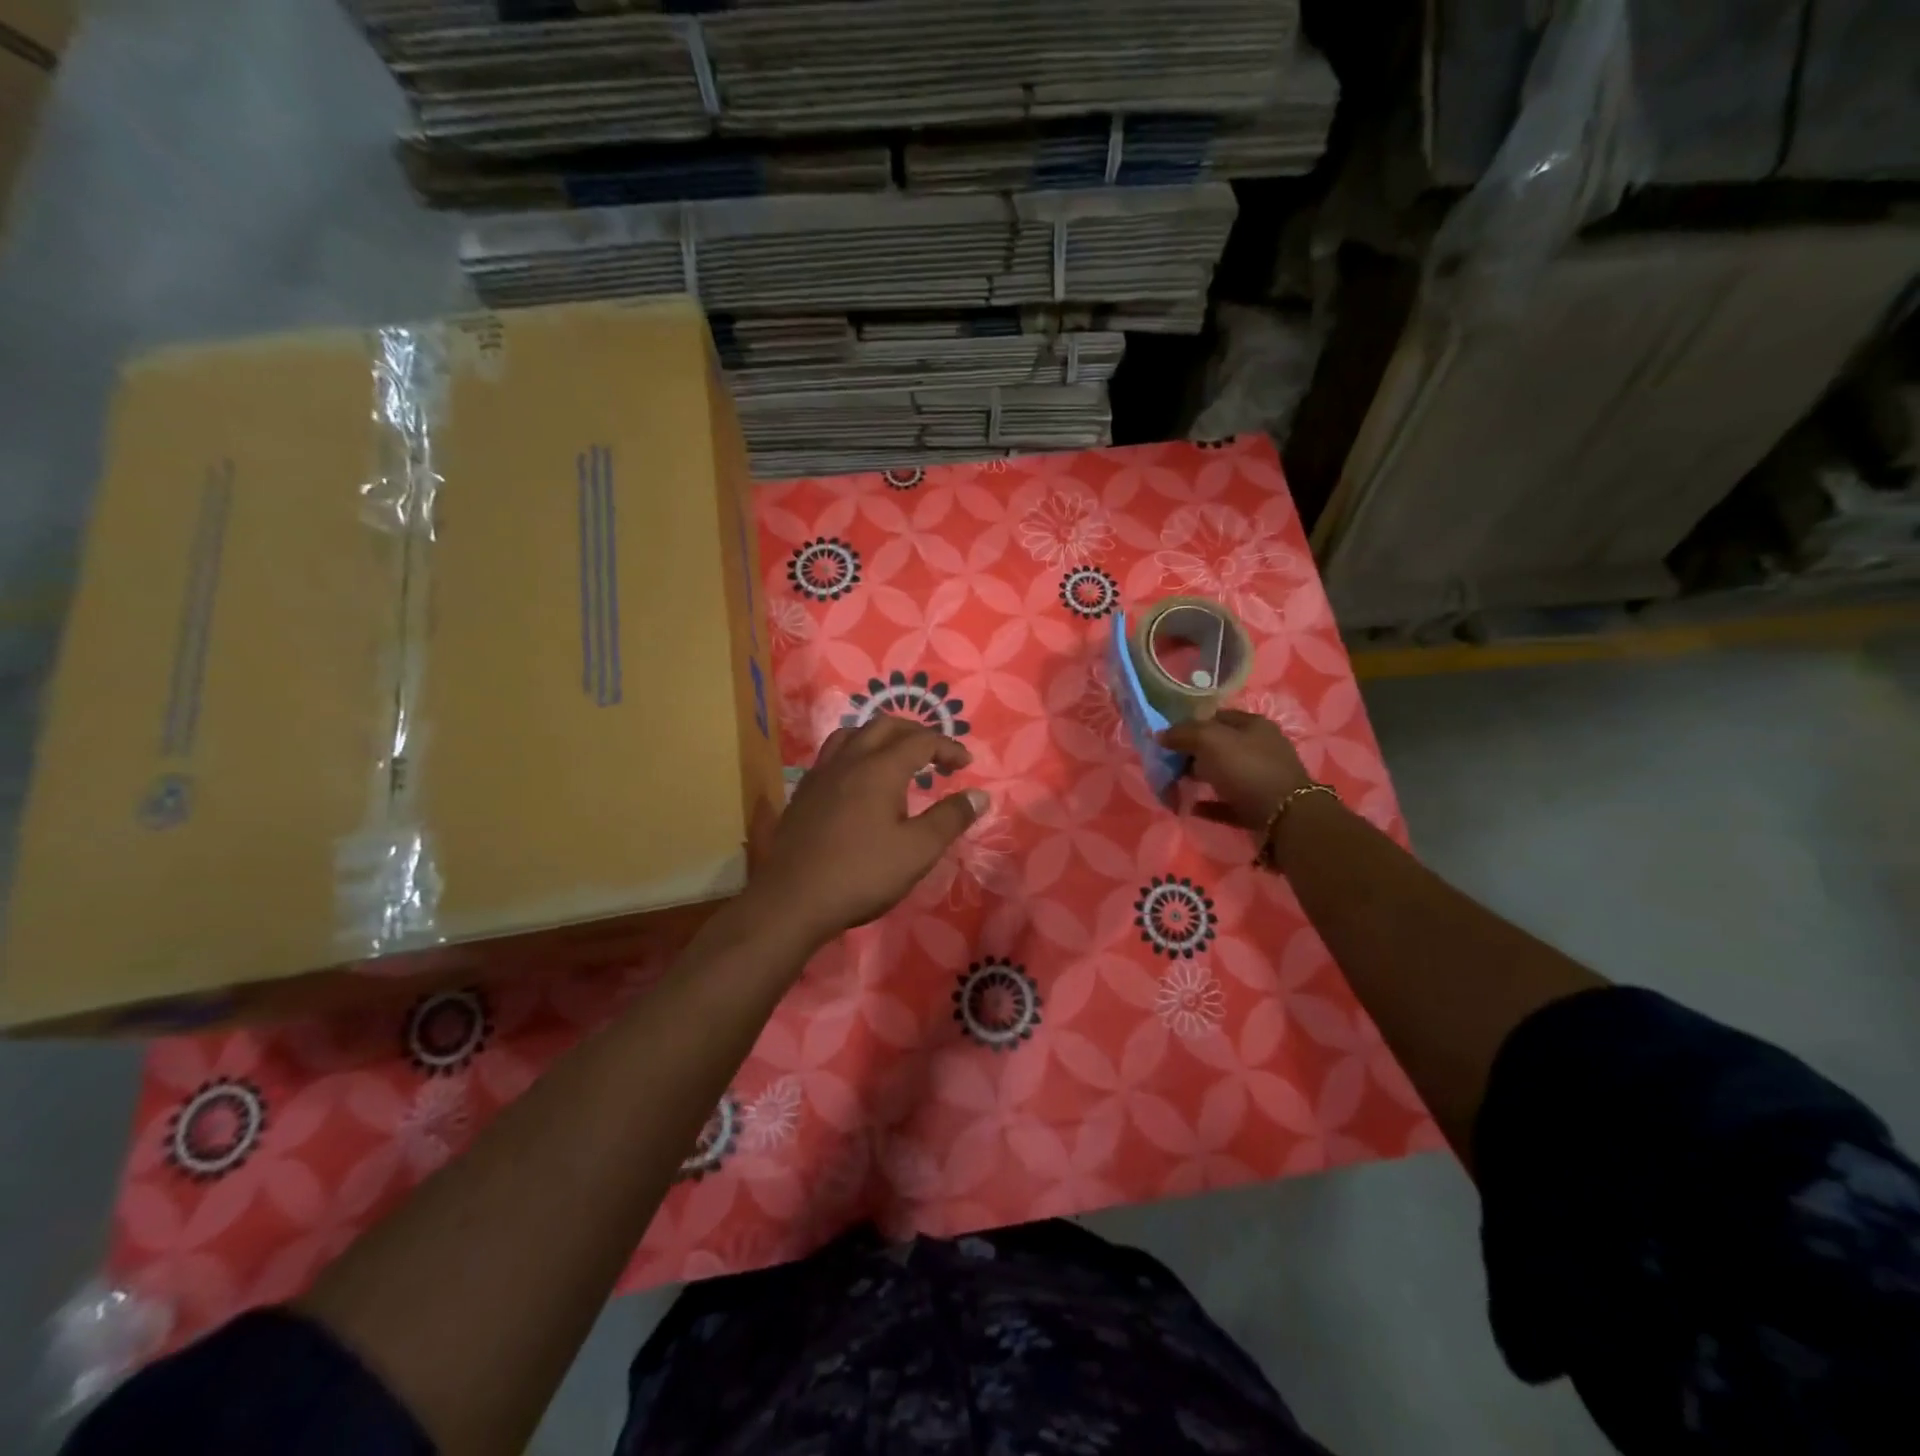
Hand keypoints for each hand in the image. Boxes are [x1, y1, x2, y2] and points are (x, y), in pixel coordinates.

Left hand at [744, 714, 988, 951]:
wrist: (792, 900)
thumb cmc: (862, 874)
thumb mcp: (918, 850)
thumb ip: (950, 818)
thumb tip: (979, 795)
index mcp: (880, 768)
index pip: (921, 740)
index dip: (948, 747)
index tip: (966, 765)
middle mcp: (849, 760)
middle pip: (885, 726)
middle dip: (916, 734)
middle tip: (936, 756)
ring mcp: (821, 774)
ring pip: (853, 734)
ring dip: (881, 737)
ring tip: (897, 758)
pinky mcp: (804, 793)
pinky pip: (833, 755)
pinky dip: (856, 753)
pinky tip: (860, 781)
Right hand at [1158, 709, 1309, 832]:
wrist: (1285, 818)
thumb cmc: (1247, 769)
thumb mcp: (1210, 741)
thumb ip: (1183, 733)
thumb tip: (1160, 734)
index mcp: (1253, 725)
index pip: (1215, 717)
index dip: (1189, 725)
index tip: (1167, 739)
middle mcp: (1260, 748)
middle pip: (1218, 746)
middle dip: (1192, 754)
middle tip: (1169, 765)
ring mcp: (1261, 778)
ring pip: (1223, 774)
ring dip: (1199, 778)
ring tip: (1176, 786)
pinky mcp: (1258, 807)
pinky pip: (1227, 802)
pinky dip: (1208, 804)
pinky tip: (1190, 807)